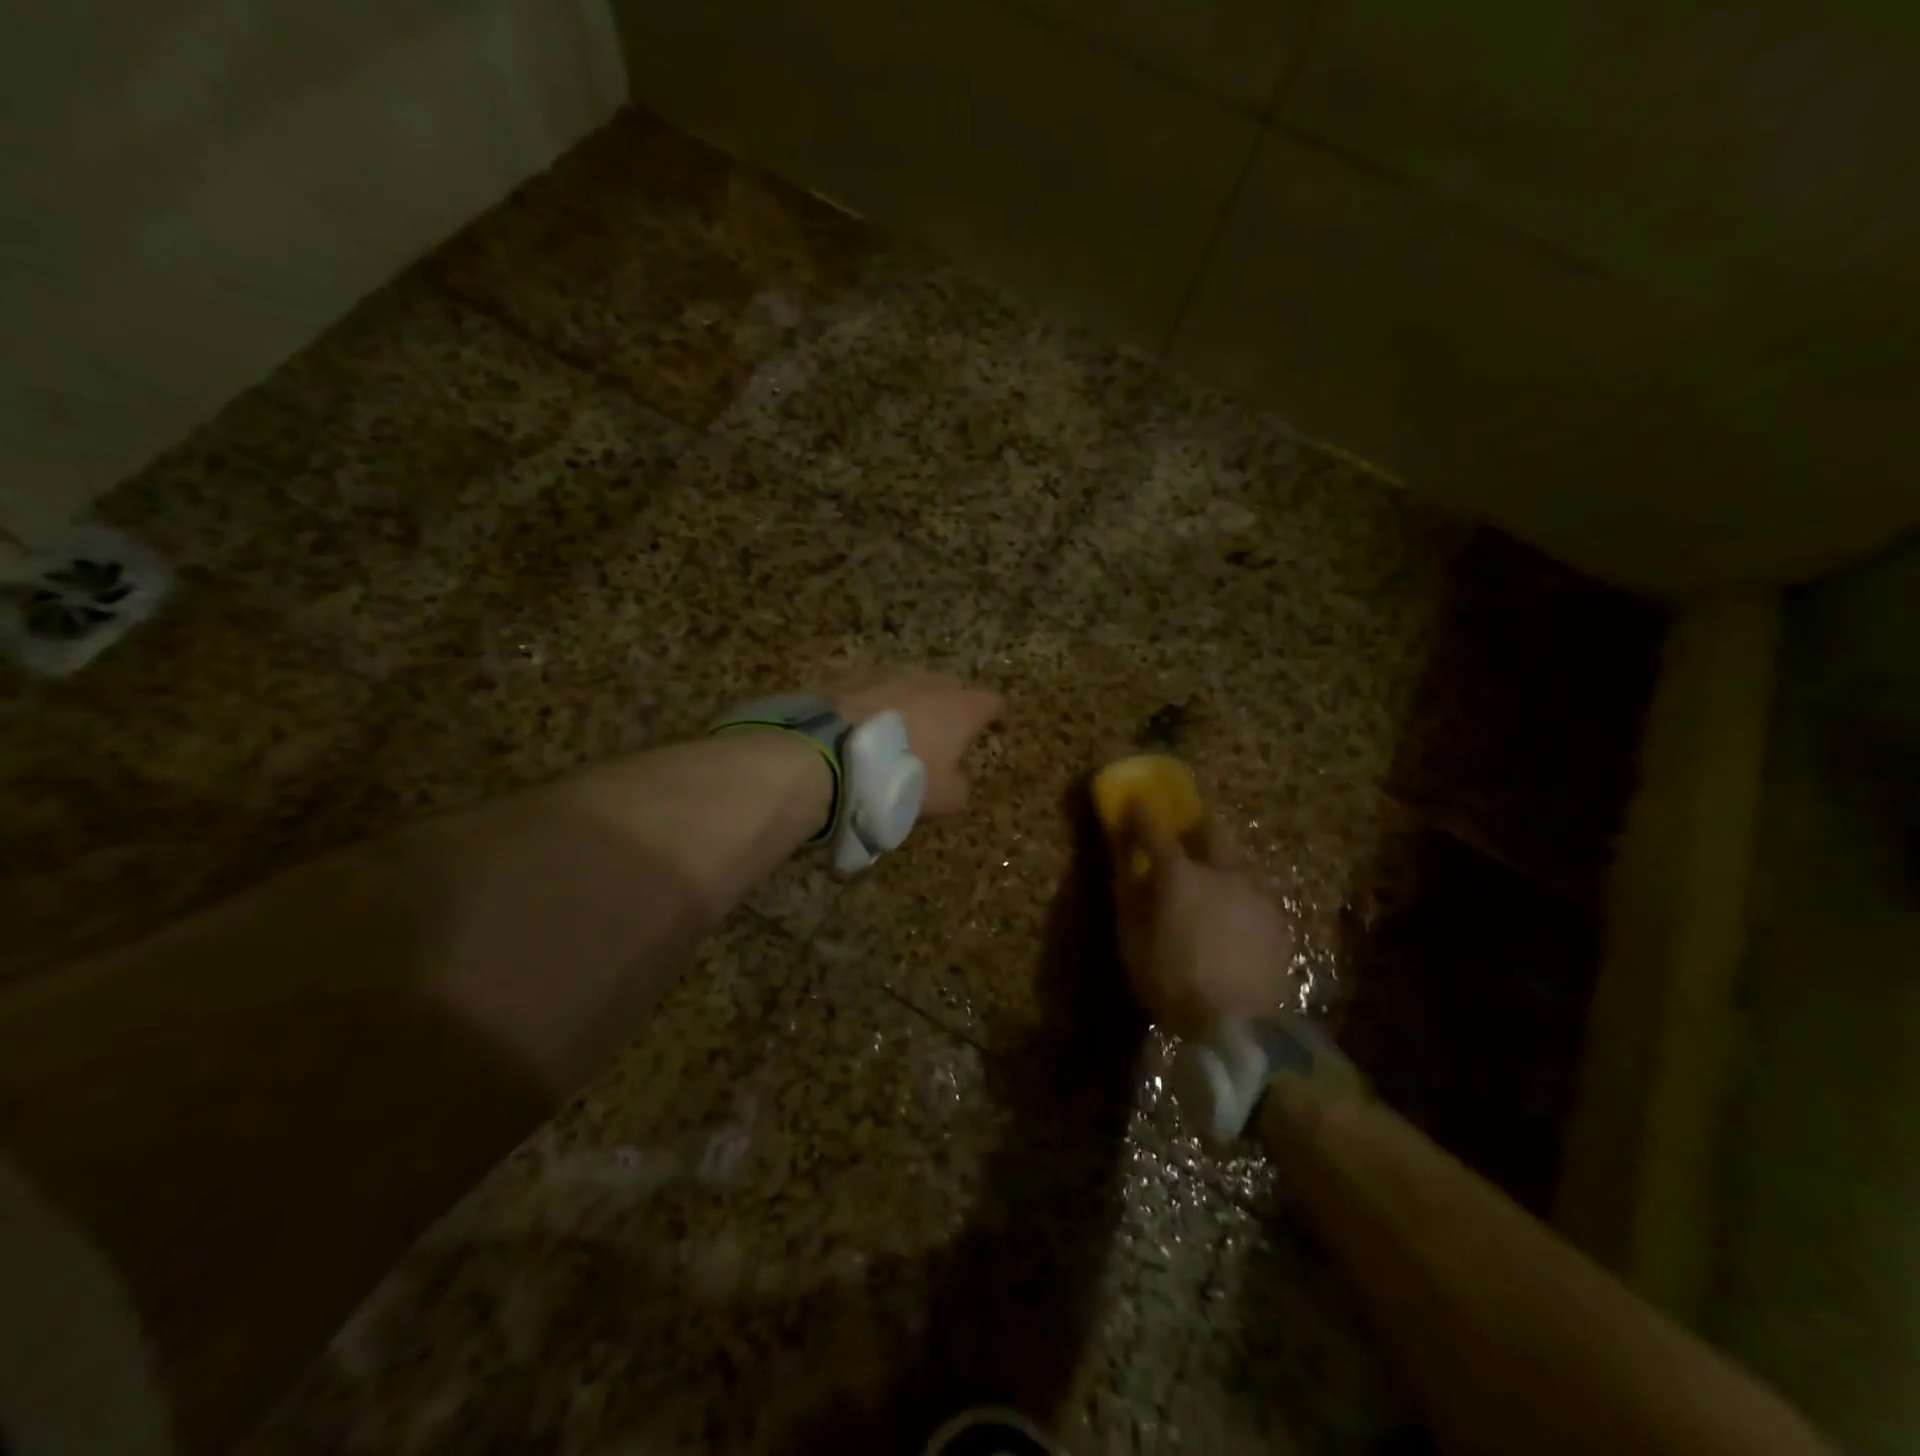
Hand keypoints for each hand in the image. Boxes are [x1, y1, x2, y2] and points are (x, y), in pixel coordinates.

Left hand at [834, 669, 1004, 816]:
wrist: (829, 757)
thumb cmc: (901, 778)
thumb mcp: (943, 799)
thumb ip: (960, 786)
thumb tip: (957, 779)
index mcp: (960, 708)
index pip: (992, 702)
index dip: (998, 716)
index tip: (998, 728)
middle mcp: (928, 682)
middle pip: (952, 686)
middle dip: (954, 704)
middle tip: (949, 728)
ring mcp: (887, 675)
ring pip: (911, 683)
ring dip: (913, 700)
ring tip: (905, 724)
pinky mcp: (850, 678)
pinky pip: (873, 687)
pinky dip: (877, 702)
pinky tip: (866, 722)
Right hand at [1112, 802, 1294, 1038]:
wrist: (1239, 1027)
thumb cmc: (1172, 982)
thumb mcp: (1133, 942)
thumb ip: (1129, 898)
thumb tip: (1126, 869)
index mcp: (1180, 874)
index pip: (1155, 830)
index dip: (1142, 814)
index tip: (1134, 803)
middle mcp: (1222, 871)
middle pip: (1211, 828)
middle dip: (1194, 825)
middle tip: (1182, 837)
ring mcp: (1256, 892)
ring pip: (1238, 857)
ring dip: (1220, 858)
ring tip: (1212, 879)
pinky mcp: (1278, 918)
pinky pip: (1255, 889)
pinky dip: (1239, 890)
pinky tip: (1234, 914)